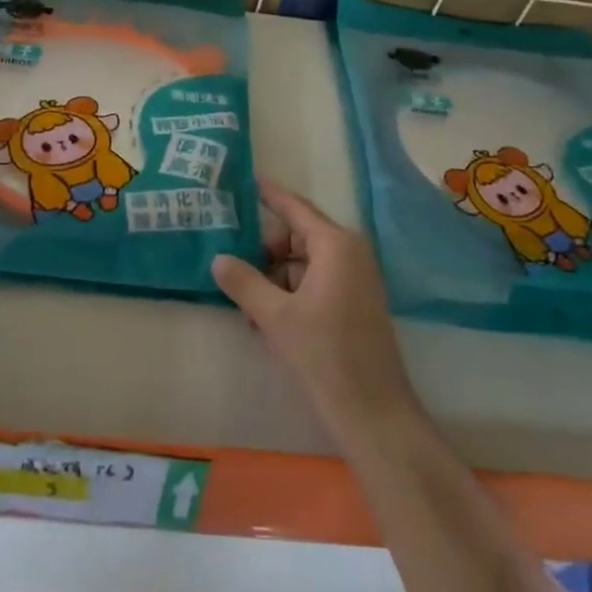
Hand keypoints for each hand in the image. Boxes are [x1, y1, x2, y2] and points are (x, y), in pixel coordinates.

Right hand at [213, 179, 421, 449]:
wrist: (373, 413)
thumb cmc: (325, 356)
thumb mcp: (275, 317)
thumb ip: (244, 282)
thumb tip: (218, 258)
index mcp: (336, 245)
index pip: (294, 207)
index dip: (268, 194)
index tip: (243, 178)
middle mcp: (349, 253)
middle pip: (296, 236)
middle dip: (262, 249)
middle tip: (226, 259)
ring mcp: (354, 279)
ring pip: (301, 263)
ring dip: (271, 278)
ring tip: (241, 301)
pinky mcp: (353, 303)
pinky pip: (313, 283)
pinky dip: (287, 294)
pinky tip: (261, 318)